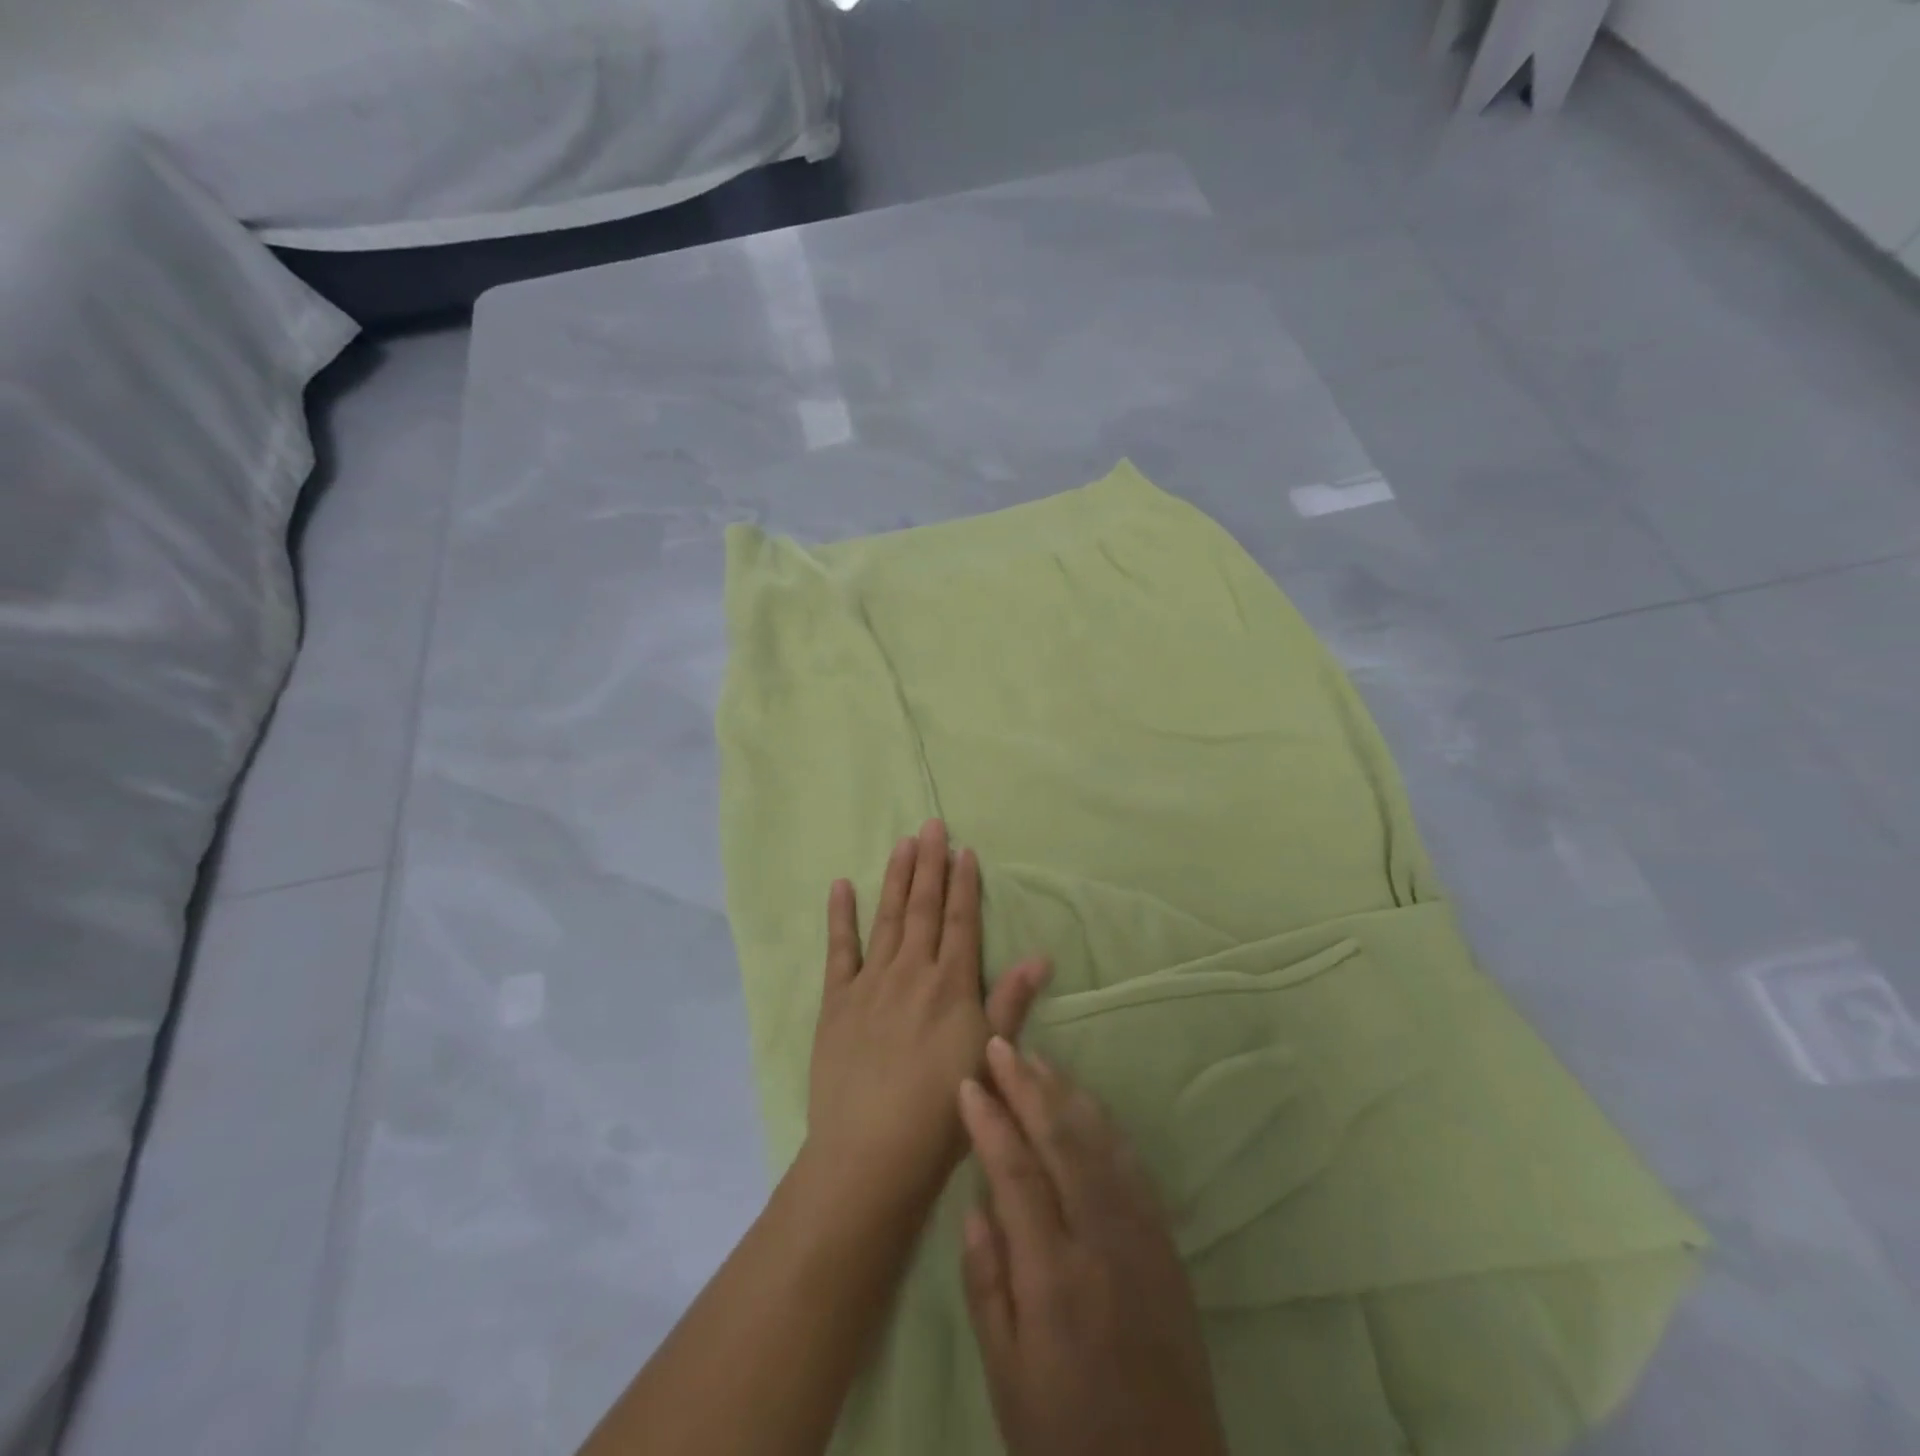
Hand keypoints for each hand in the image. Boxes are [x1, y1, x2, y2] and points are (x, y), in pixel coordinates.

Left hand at [807, 819, 1051, 1208]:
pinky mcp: (837, 1001)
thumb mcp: (988, 1056)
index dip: (963, 884)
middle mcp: (912, 972)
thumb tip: (1041, 955)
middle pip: (923, 908)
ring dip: (895, 879)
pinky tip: (841, 886)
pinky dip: (841, 916)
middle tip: (931, 825)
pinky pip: (839, 950)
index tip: (964, 850)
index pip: (960, 921)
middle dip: (929, 864)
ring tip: (901, 843)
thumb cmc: (941, 1111)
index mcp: (950, 985)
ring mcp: (870, 983)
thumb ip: (1010, 1002)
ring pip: (887, 918)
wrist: (872, 1154)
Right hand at [957, 1039, 1228, 1455]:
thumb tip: (977, 1203)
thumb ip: (987, 1283)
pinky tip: (1086, 1105)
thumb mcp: (1006, 1377)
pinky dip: (1104, 1125)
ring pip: (1100, 1142)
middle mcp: (1102, 1241)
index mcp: (1054, 1276)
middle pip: (1061, 1141)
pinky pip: (1132, 1166)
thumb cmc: (1067, 1437)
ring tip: (1036, 1060)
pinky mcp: (1166, 1244)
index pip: (1016, 1173)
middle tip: (1000, 1044)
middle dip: (1027, 1086)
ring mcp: (1142, 1237)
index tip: (967, 1083)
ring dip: (1065, 1094)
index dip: (990, 1122)